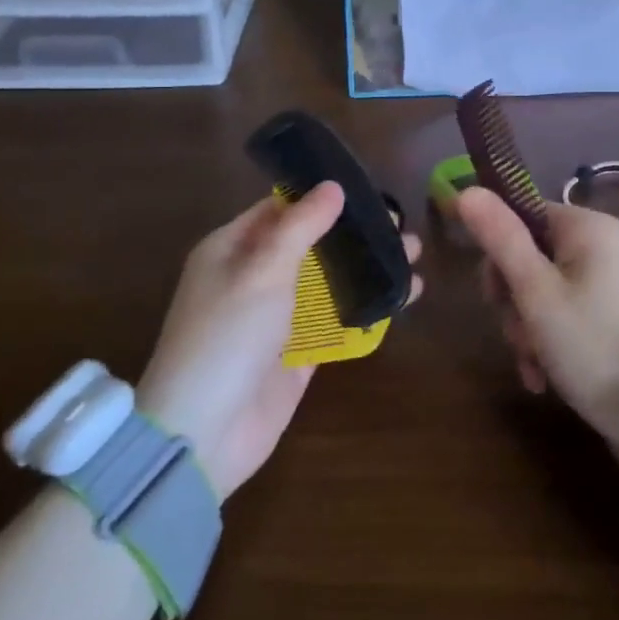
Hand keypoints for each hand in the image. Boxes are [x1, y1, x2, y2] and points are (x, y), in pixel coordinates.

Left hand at [137, 184, 422, 500]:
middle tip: (400, 224)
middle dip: (354, 233)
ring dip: (368, 268)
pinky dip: (367, 308)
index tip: (365, 189)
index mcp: (231, 249)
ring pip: (329, 282)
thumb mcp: (262, 270)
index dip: (319, 197)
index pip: (279, 209)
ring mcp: (278, 318)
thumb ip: (300, 226)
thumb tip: (333, 186)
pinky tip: (404, 296)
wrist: (205, 433)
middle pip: (311, 245)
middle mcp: (254, 278)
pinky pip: (337, 321)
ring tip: (413, 255)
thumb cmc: (227, 336)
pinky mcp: (299, 353)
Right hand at [457, 188, 618, 479]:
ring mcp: (608, 281)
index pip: (520, 215)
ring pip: (540, 290)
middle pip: (528, 255)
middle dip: (512, 301)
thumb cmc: (594, 347)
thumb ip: (501, 239)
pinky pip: (562, 313)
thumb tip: (466, 190)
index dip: (498, 253)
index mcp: (587, 228)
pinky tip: (542, 376)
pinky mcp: (610, 314)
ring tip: (533, 365)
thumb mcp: (536, 294)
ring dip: (526, 328)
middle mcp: (600, 245)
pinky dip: (546, 341)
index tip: (493, 295)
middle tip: (518, 334)